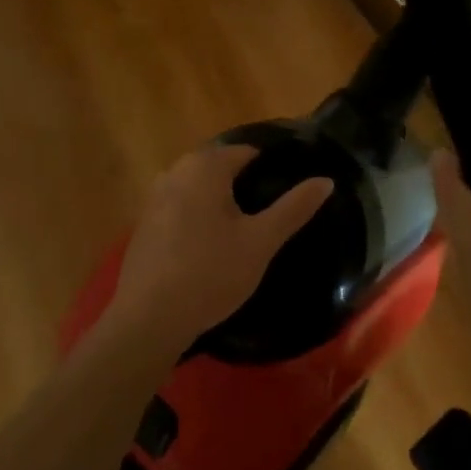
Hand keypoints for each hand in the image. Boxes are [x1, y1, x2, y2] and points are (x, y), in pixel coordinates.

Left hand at [107, 145, 332, 355]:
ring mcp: (155, 197)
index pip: (246, 151)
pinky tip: (211, 243)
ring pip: (198, 187)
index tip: (289, 186)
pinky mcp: (144, 223)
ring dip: (220, 199)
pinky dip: (198, 215)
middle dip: (244, 182)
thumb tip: (326, 181)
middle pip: (219, 166)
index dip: (271, 166)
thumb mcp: (260, 242)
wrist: (148, 317)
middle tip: (271, 210)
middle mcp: (175, 171)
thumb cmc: (211, 273)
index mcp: (205, 167)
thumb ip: (294, 208)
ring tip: (246, 226)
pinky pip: (180, 206)